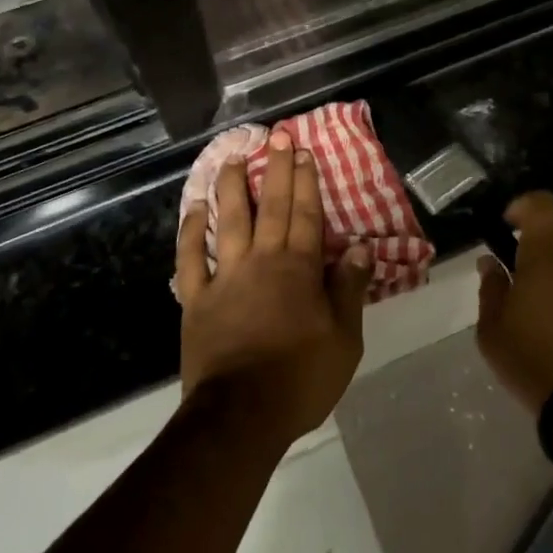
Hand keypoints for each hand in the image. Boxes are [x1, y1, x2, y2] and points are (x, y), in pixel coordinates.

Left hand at [176, 130, 372, 449]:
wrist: (242, 415)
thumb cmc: (301, 378)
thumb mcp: (344, 339)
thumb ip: (350, 289)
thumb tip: (361, 247)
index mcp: (299, 269)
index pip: (307, 215)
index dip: (307, 182)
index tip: (304, 152)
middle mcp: (262, 261)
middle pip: (273, 208)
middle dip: (277, 170)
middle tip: (277, 137)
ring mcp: (225, 277)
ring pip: (229, 221)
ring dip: (233, 187)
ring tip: (234, 158)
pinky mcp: (196, 299)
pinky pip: (191, 259)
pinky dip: (191, 232)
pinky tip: (194, 209)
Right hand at [475, 191, 552, 413]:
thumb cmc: (535, 362)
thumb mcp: (492, 331)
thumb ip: (491, 289)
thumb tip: (491, 263)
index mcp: (546, 256)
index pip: (542, 204)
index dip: (523, 205)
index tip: (507, 224)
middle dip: (538, 242)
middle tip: (518, 274)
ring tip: (539, 311)